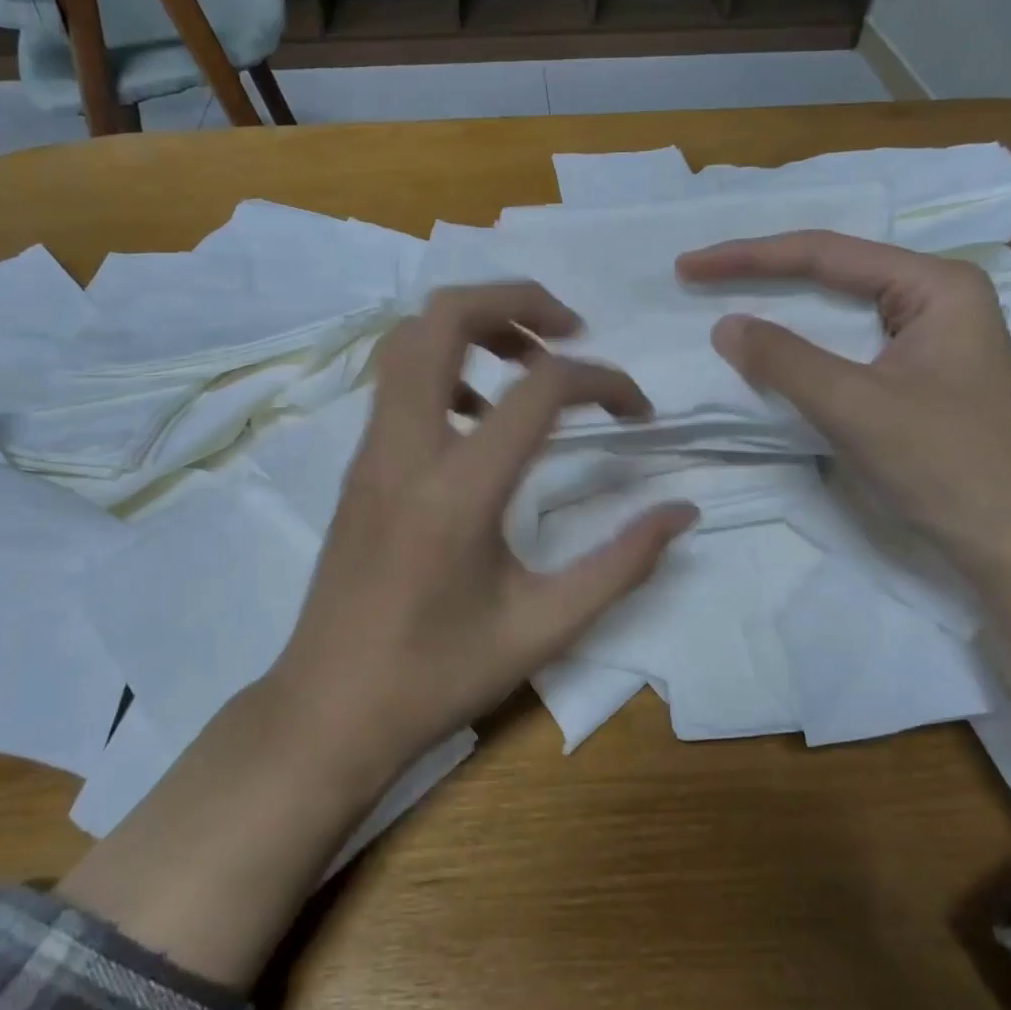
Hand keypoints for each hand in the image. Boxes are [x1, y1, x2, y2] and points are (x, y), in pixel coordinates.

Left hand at [268, 282, 697, 784]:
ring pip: (409, 338)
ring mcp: (370, 450)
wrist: (328, 710)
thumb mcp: (543, 627)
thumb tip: (681, 512)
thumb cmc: (437, 676)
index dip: (604, 381)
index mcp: (456, 490)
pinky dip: (445, 365)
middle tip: (572, 330)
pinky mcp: (357, 464)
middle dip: (517, 299)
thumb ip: (621, 564)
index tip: (638, 413)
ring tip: (530, 364)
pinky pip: (397, 380)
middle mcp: (404, 448)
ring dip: (475, 326)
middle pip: (445, 316)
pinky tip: (480, 418)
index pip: (541, 389)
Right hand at [677, 232, 1010, 573]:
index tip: (689, 267)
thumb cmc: (948, 466)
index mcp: (935, 286)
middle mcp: (936, 298)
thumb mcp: (856, 407)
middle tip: (699, 276)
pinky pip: (847, 344)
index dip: (749, 258)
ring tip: (725, 297)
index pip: (826, 254)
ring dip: (781, 306)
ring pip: (839, 308)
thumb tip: (724, 325)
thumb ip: (785, 360)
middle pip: (833, 271)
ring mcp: (931, 337)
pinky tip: (772, 348)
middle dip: (763, 272)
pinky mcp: (919, 374)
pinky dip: (802, 344)